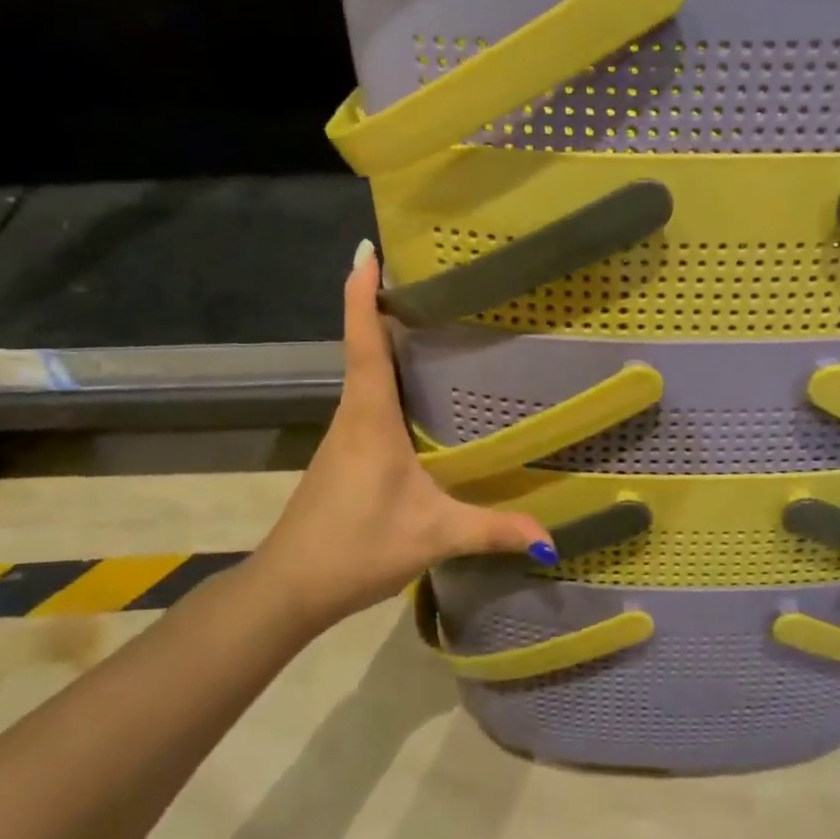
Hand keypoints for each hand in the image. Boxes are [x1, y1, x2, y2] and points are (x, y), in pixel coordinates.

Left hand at [255, 241, 552, 629]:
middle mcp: (353, 414)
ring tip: (436, 322)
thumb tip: (550, 537)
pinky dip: (390, 380)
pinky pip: (370, 401)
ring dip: (389, 342)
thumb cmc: (356, 546)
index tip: (366, 251)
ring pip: (367, 374)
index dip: (362, 294)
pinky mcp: (345, 454)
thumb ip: (491, 530)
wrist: (288, 587)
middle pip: (366, 346)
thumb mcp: (433, 536)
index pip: (364, 341)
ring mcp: (345, 435)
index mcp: (370, 416)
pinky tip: (421, 393)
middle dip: (386, 306)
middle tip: (431, 277)